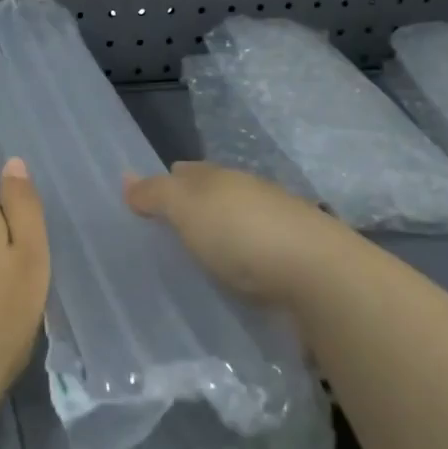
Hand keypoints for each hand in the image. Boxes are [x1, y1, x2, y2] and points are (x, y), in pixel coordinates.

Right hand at [124, 161, 362, 307]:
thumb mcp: (185, 209)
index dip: (167, 181)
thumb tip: (126, 177)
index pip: (187, 171)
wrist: (321, 276)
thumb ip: (155, 194)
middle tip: (169, 232)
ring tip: (201, 258)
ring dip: (223, 234)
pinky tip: (240, 276)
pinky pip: (261, 252)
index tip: (148, 203)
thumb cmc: (242, 235)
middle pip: (215, 194)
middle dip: (195, 207)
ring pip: (241, 222)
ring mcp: (280, 224)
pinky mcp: (299, 258)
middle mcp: (251, 192)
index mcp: (221, 177)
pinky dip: (247, 259)